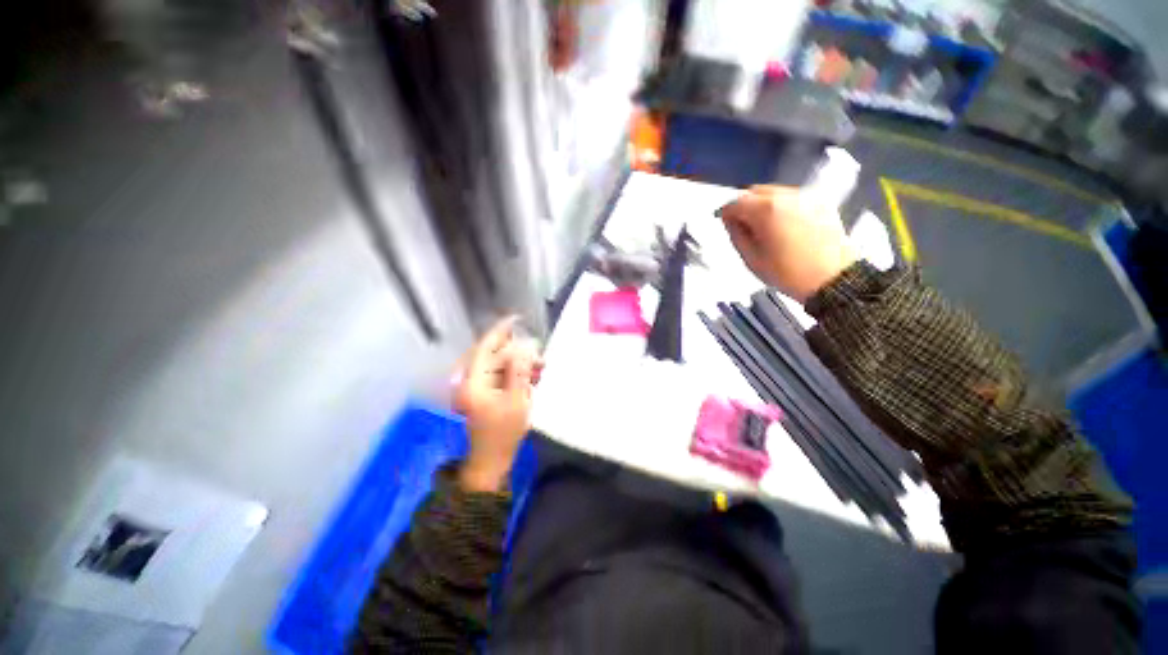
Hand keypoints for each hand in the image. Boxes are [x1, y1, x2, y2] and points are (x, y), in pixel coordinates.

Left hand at [453, 316, 542, 491]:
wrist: (492, 460)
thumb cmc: (504, 432)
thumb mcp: (516, 399)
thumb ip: (520, 370)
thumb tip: (525, 345)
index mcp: (473, 381)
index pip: (486, 346)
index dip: (501, 330)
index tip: (517, 318)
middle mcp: (471, 380)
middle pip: (494, 355)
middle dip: (518, 352)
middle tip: (539, 356)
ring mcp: (477, 387)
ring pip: (499, 365)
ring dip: (520, 363)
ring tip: (541, 369)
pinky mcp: (484, 393)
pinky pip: (500, 375)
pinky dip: (516, 374)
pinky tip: (533, 378)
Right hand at [719, 185, 857, 302]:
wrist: (832, 279)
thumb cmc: (787, 272)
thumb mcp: (751, 258)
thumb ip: (736, 234)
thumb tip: (730, 220)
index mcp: (766, 210)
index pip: (736, 202)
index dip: (727, 213)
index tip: (725, 223)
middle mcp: (786, 195)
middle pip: (755, 191)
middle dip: (745, 205)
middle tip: (743, 225)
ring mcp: (806, 196)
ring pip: (775, 192)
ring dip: (763, 205)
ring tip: (765, 226)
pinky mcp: (821, 202)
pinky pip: (792, 197)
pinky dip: (782, 206)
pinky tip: (783, 225)